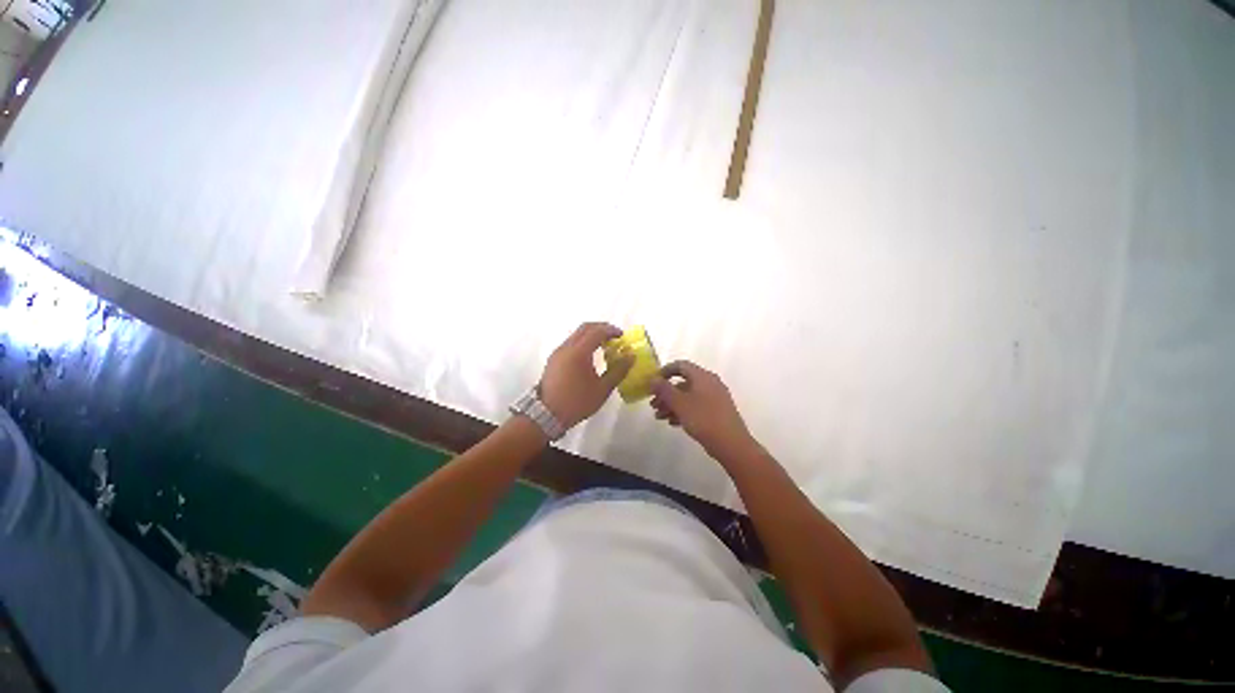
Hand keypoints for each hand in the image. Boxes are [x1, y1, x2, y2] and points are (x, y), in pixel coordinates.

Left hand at [539, 322, 632, 428]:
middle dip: (601, 328)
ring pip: (576, 334)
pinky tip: (590, 355)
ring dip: (591, 335)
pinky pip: (570, 343)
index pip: (596, 332)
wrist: (546, 415)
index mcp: (579, 352)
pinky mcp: (553, 359)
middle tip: (614, 336)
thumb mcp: (602, 389)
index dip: (611, 330)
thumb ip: (618, 371)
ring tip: (604, 345)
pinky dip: (583, 342)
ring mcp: (558, 352)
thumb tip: (631, 357)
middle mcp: (566, 347)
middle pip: (585, 328)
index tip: (622, 335)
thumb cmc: (577, 402)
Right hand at [650, 361, 756, 457]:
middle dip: (666, 393)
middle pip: (683, 383)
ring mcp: (715, 398)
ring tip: (659, 417)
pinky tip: (673, 423)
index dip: (665, 371)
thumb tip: (653, 379)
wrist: (731, 444)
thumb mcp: (680, 403)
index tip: (653, 383)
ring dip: (672, 404)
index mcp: (702, 377)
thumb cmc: (703, 419)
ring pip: (688, 396)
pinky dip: (683, 411)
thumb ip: (665, 390)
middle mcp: (710, 383)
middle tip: (653, 404)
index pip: (681, 365)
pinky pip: (696, 406)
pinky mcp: (716, 412)